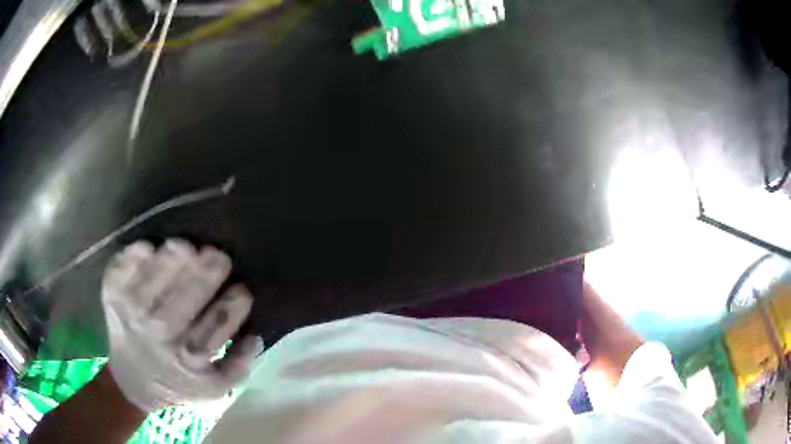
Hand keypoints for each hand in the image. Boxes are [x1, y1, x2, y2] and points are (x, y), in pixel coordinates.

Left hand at [102, 239, 261, 412]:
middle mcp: (159, 335)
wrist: (131, 382)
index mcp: (187, 358)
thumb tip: (254, 335)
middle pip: (186, 297)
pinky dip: (138, 253)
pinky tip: (151, 249)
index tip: (243, 290)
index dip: (234, 303)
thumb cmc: (177, 382)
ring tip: (188, 247)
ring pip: (156, 276)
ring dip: (175, 257)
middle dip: (207, 272)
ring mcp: (131, 312)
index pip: (217, 324)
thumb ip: (239, 367)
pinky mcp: (112, 295)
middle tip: (219, 256)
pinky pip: (125, 266)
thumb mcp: (214, 389)